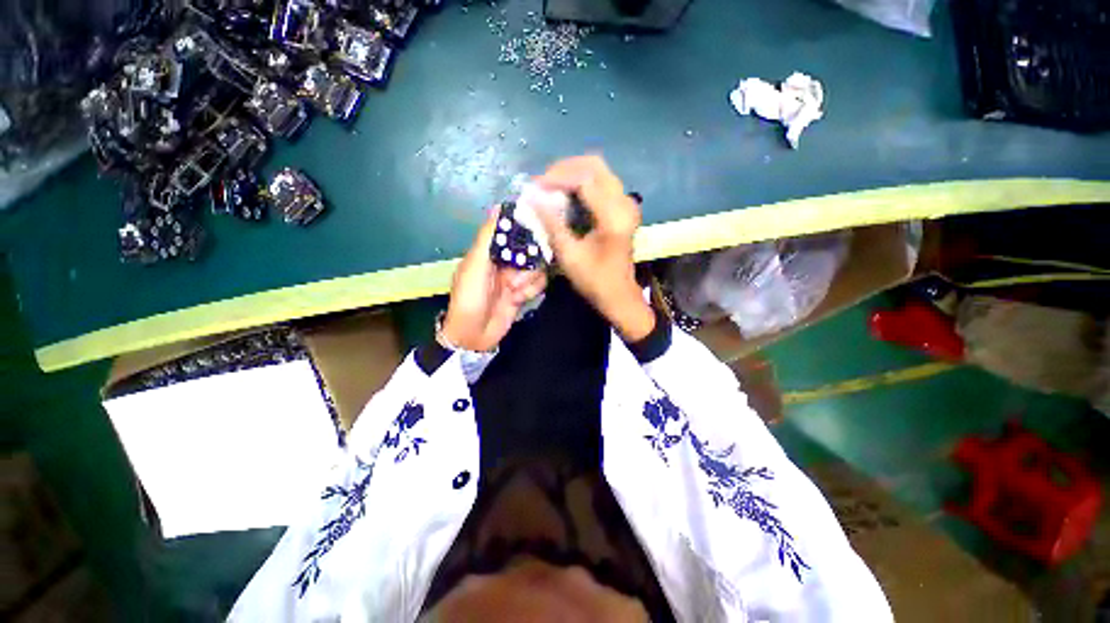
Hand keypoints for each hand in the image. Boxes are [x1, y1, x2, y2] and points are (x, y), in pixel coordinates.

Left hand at [442, 209, 547, 351]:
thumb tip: (498, 207)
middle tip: (518, 274)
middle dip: (528, 262)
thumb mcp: (475, 266)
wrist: (474, 335)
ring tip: (514, 291)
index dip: (525, 229)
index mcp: (489, 251)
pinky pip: (538, 283)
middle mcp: (504, 261)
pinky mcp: (523, 292)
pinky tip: (519, 299)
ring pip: (536, 267)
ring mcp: (515, 277)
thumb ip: (487, 238)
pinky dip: (531, 291)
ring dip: (528, 280)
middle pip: (529, 249)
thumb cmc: (470, 298)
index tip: (538, 229)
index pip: (512, 231)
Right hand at [533, 155, 654, 341]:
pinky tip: (565, 194)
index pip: (585, 179)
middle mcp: (625, 203)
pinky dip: (581, 182)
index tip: (534, 187)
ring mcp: (627, 203)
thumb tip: (531, 197)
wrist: (619, 294)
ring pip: (599, 171)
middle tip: (542, 183)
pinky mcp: (624, 207)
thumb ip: (551, 223)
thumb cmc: (594, 280)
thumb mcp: (568, 254)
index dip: (557, 177)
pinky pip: (602, 182)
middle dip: (564, 169)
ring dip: (572, 174)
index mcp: (613, 217)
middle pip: (594, 166)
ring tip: (549, 187)